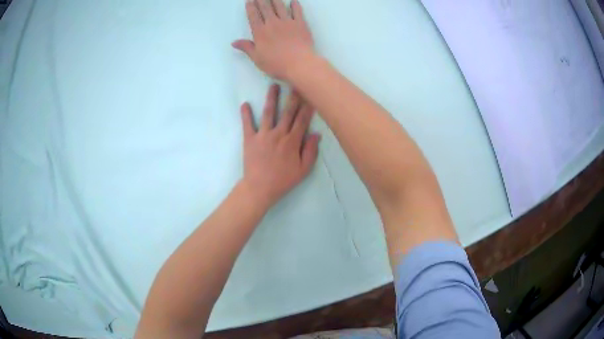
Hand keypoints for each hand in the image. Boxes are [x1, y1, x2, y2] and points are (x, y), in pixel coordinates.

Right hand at [232, 0, 314, 80]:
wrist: (299, 64)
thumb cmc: (276, 64)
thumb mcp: (257, 58)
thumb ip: (246, 47)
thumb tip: (234, 42)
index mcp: (260, 32)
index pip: (253, 16)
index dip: (251, 8)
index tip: (249, 1)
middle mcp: (272, 24)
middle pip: (265, 8)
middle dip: (261, 0)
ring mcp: (287, 22)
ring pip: (280, 6)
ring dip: (275, 0)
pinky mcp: (301, 24)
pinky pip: (297, 11)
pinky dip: (295, 5)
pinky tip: (293, 1)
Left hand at [241, 84, 320, 208]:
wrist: (260, 188)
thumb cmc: (283, 180)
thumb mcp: (303, 170)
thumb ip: (311, 151)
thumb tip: (316, 134)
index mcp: (292, 141)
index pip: (302, 120)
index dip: (307, 106)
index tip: (311, 94)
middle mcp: (278, 134)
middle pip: (287, 112)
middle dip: (292, 97)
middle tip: (296, 83)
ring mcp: (263, 135)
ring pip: (268, 113)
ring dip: (271, 98)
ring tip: (273, 85)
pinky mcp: (250, 139)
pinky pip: (247, 124)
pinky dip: (246, 114)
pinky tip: (244, 103)